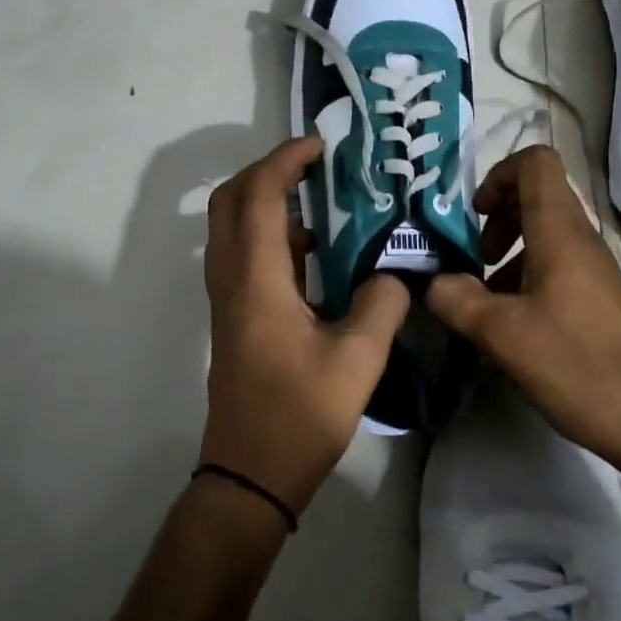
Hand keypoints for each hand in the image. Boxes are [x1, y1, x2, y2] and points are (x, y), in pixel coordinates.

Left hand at [201, 135, 410, 515]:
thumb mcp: (358, 360)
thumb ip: (382, 303)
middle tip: (313, 164)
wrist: (251, 474)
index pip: (260, 196)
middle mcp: (232, 278)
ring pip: (232, 225)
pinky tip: (313, 249)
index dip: (285, 160)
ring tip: (318, 196)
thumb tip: (393, 272)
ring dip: (266, 199)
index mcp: (256, 280)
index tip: (321, 146)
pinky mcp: (234, 315)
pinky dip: (269, 232)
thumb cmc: (300, 415)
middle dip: (267, 169)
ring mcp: (227, 297)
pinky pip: (242, 252)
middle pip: (231, 200)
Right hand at [425, 145, 620, 479]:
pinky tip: (510, 325)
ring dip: (507, 252)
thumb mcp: (502, 335)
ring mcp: (593, 269)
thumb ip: (457, 300)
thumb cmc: (578, 367)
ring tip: (484, 299)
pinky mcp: (597, 297)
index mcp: (560, 232)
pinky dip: (524, 278)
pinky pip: (554, 265)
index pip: (535, 162)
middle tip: (474, 259)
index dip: (497, 176)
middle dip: (495, 218)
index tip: (474, 217)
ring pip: (543, 233)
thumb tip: (435, 282)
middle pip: (535, 195)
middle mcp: (580, 240)